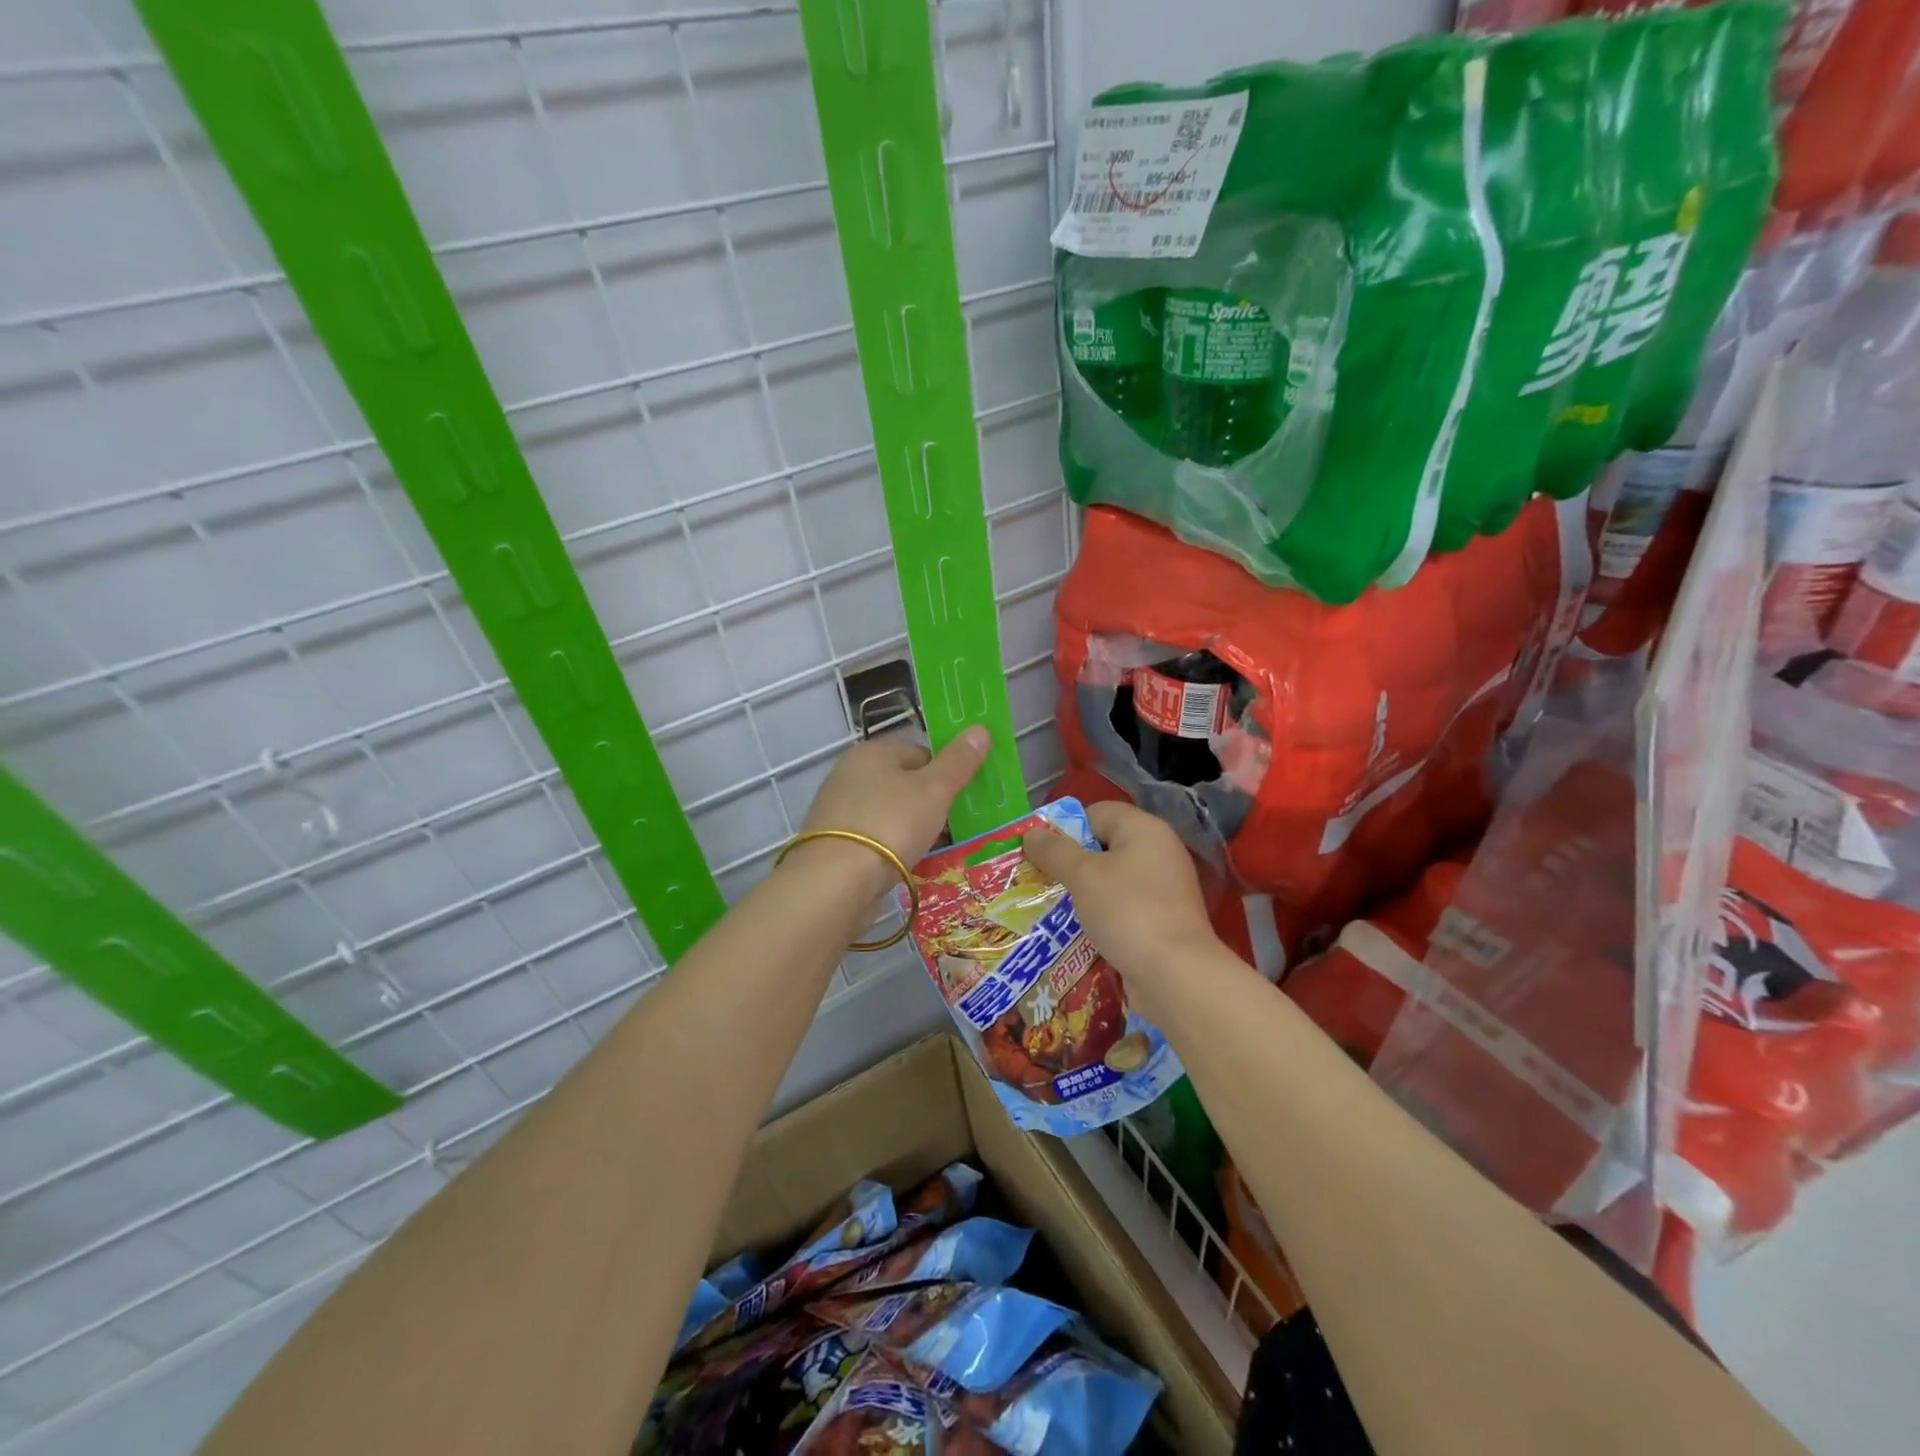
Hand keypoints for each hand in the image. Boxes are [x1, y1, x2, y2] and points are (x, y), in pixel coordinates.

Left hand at [793, 728, 991, 895]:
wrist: (835, 882)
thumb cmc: (891, 824)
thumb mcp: (934, 790)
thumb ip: (959, 761)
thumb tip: (980, 728)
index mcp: (873, 752)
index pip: (920, 752)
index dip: (946, 774)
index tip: (961, 800)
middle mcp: (850, 773)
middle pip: (904, 783)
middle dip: (930, 804)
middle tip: (952, 828)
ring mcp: (838, 809)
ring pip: (889, 813)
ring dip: (911, 829)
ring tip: (933, 850)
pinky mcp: (833, 842)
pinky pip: (874, 838)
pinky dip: (892, 849)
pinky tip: (906, 866)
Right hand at [1022, 801, 1220, 1019]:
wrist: (1176, 975)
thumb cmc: (1127, 911)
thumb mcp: (1082, 875)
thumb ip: (1054, 851)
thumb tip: (1031, 833)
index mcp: (1144, 829)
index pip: (1097, 813)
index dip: (1067, 829)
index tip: (1042, 854)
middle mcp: (1158, 852)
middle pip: (1103, 846)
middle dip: (1070, 864)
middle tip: (1040, 881)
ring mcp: (1163, 888)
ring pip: (1111, 880)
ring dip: (1083, 893)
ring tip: (1051, 909)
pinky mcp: (1162, 920)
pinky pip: (1123, 908)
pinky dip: (1101, 917)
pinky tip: (1078, 933)